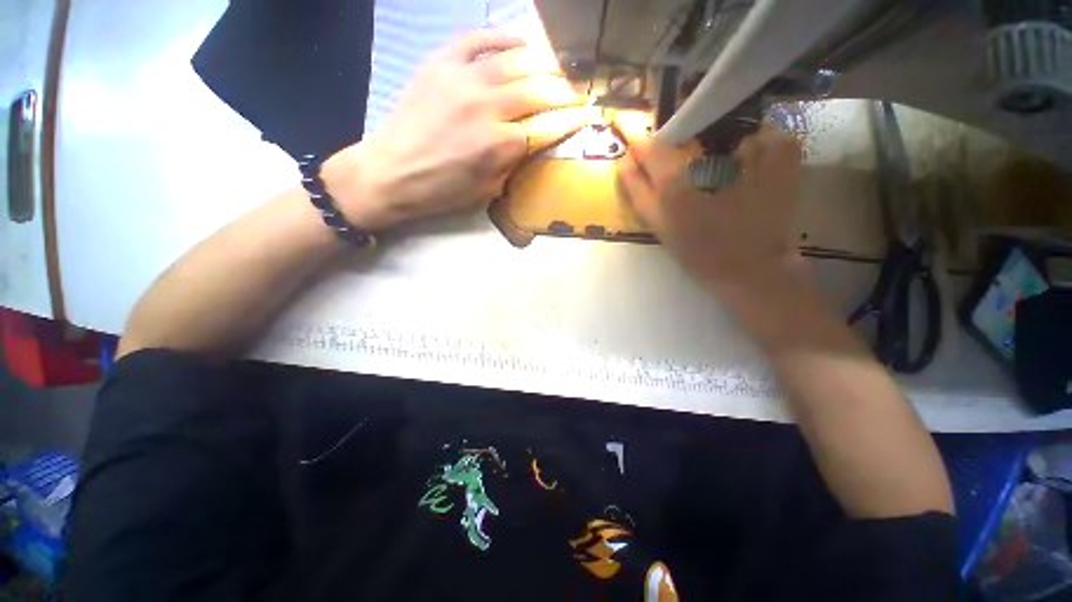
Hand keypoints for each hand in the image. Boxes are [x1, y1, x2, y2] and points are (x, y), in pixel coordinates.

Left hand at [323, 31, 586, 230]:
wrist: (391, 173)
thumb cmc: (442, 191)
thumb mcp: (487, 190)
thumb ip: (513, 164)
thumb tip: (531, 142)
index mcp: (500, 146)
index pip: (548, 126)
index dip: (570, 120)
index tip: (585, 115)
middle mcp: (488, 107)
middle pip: (539, 89)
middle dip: (565, 89)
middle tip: (578, 89)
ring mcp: (463, 80)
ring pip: (516, 60)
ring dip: (544, 62)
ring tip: (560, 64)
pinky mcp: (441, 64)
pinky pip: (478, 39)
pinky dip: (503, 37)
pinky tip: (520, 42)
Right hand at [616, 126, 804, 293]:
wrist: (752, 265)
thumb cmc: (697, 249)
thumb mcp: (657, 223)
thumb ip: (636, 188)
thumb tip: (624, 158)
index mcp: (677, 174)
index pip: (650, 142)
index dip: (639, 138)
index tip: (632, 134)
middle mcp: (712, 150)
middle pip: (687, 128)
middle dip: (680, 139)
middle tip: (683, 164)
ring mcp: (753, 142)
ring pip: (722, 127)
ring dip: (713, 142)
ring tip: (716, 171)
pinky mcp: (784, 146)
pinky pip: (754, 133)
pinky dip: (745, 145)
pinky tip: (745, 171)